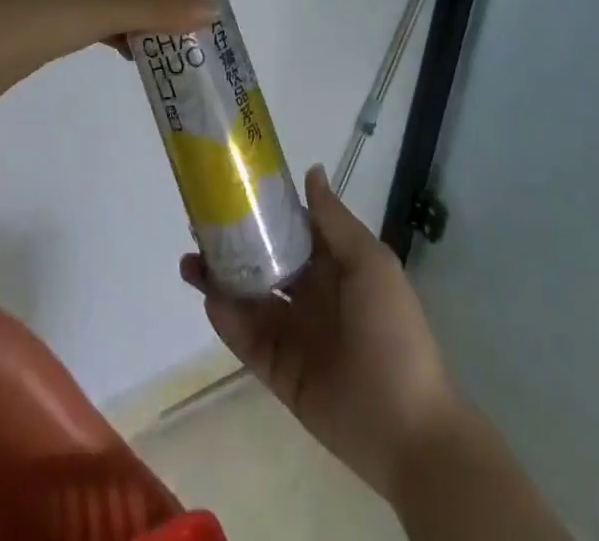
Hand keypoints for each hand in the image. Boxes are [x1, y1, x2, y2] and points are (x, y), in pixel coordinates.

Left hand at [0, 0, 214, 103]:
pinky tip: (132, 52)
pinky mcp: (47, 19)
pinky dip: (118, 31)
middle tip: (198, 16)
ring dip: (143, 15)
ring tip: (174, 38)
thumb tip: (210, 7)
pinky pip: (96, 19)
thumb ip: (156, 9)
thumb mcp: (101, 11)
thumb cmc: (34, 19)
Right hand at [181, 165, 462, 500]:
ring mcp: (293, 334)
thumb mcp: (370, 264)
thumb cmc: (393, 331)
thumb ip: (334, 221)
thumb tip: (310, 170)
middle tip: (197, 227)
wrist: (409, 429)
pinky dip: (228, 322)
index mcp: (332, 266)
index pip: (290, 230)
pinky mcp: (279, 373)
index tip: (230, 191)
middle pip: (262, 262)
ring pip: (248, 300)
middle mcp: (309, 295)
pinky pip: (248, 342)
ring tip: (189, 262)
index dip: (262, 211)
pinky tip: (211, 301)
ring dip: (219, 281)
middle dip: (231, 245)